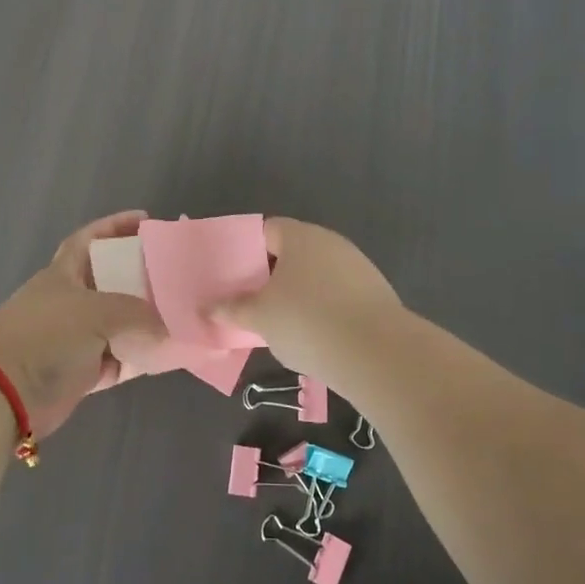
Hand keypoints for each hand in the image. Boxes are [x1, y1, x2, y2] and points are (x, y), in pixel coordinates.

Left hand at [0, 210, 166, 438]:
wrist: (4, 394)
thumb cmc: (46, 335)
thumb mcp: (95, 312)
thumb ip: (138, 313)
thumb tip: (172, 323)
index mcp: (64, 273)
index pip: (90, 238)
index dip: (115, 225)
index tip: (146, 219)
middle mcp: (71, 301)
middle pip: (112, 281)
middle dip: (141, 275)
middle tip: (176, 272)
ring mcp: (76, 337)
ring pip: (120, 322)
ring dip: (146, 320)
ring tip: (183, 311)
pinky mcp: (83, 371)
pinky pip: (121, 358)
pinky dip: (141, 356)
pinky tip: (169, 352)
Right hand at [211, 217, 403, 374]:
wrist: (377, 353)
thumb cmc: (307, 322)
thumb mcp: (260, 317)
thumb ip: (231, 308)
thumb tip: (207, 307)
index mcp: (299, 236)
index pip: (265, 230)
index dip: (244, 250)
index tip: (230, 275)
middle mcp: (329, 242)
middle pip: (291, 252)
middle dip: (269, 275)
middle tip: (248, 300)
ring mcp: (356, 266)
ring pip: (315, 274)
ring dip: (296, 293)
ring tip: (277, 322)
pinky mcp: (373, 293)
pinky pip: (336, 294)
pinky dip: (321, 308)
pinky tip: (312, 334)